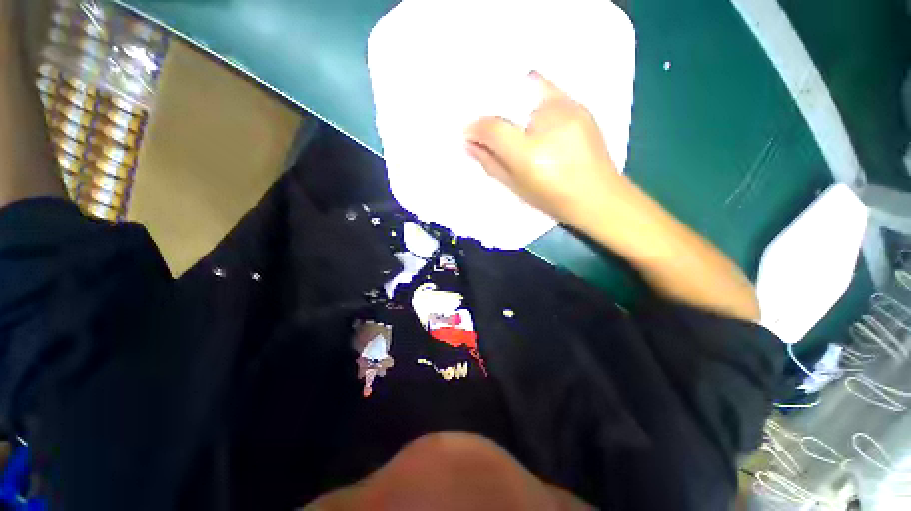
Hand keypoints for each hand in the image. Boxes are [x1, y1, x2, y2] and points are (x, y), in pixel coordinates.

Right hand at [464, 72, 627, 227]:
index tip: (470, 132)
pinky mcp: (581, 104)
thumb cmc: (553, 198)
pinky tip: (533, 114)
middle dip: (493, 107)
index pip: (493, 127)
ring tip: (511, 118)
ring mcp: (569, 108)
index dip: (477, 127)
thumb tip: (470, 143)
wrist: (598, 196)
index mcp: (530, 152)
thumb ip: (491, 162)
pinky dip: (533, 99)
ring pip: (530, 87)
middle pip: (509, 98)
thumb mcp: (516, 185)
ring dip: (513, 100)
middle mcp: (549, 121)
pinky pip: (548, 90)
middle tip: (488, 122)